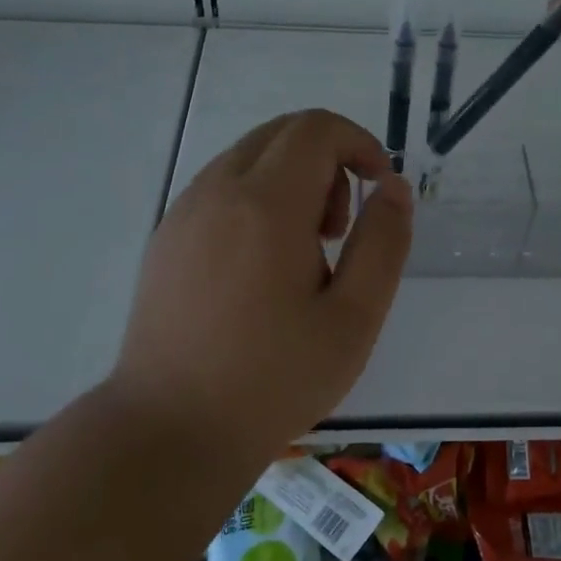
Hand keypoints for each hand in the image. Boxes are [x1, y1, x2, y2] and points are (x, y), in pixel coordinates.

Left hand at [110, 110, 412, 469]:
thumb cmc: (274, 379)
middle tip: (340, 228)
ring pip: (251, 155)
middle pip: (283, 132)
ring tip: (305, 251)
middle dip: (328, 159)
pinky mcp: (166, 236)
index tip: (379, 186)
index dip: (359, 143)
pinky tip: (262, 264)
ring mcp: (184, 210)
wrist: (170, 431)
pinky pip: (222, 185)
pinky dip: (257, 196)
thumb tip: (394, 186)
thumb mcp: (354, 317)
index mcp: (267, 203)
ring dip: (292, 178)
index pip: (317, 128)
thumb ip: (383, 241)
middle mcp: (218, 190)